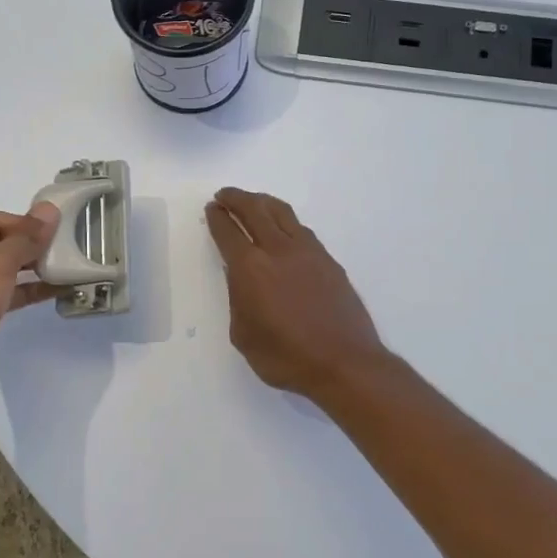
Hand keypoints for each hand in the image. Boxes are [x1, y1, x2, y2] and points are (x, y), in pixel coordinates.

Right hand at [204, 188, 389, 400]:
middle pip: (255, 211)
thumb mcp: (244, 335)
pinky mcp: (329, 261)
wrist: (344, 362)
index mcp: (251, 269)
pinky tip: (284, 228)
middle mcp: (279, 251)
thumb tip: (240, 278)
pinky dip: (285, 221)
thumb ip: (238, 300)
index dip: (218, 218)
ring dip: (263, 202)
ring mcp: (308, 252)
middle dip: (236, 199)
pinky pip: (302, 230)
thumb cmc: (286, 357)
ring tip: (253, 201)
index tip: (212, 208)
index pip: (228, 233)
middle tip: (225, 195)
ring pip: (282, 213)